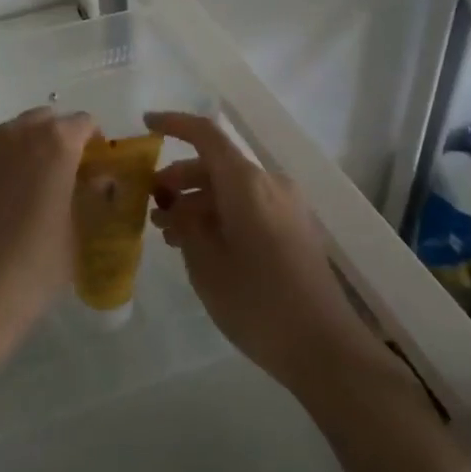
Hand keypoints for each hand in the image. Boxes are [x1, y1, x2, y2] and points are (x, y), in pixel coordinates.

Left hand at [0, 107, 99, 375]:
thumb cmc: (35, 264)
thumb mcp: (78, 232)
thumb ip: (90, 197)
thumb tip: (98, 180)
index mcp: (56, 142)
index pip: (85, 123)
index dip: (96, 143)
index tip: (99, 171)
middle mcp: (20, 134)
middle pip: (49, 120)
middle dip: (63, 139)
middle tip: (72, 176)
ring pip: (20, 131)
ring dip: (35, 147)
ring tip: (42, 186)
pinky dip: (10, 162)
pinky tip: (12, 198)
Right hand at [145, 111, 389, 395]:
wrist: (325, 347)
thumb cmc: (256, 302)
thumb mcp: (205, 264)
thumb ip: (185, 224)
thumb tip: (176, 206)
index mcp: (246, 183)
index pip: (206, 135)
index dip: (174, 124)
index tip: (146, 124)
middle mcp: (269, 184)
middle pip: (216, 164)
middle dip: (179, 179)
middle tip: (150, 206)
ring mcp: (287, 206)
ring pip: (231, 188)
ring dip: (198, 201)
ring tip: (170, 234)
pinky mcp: (295, 228)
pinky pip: (249, 206)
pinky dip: (221, 214)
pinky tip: (201, 246)